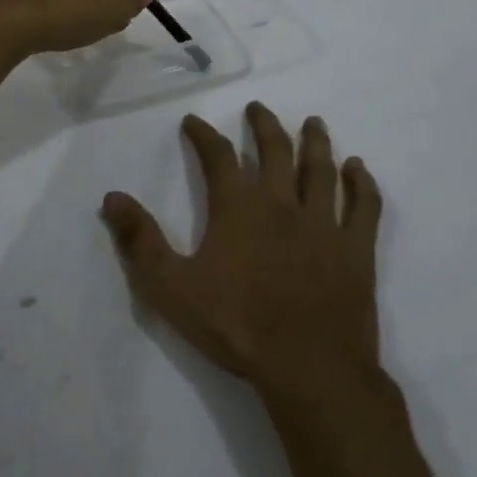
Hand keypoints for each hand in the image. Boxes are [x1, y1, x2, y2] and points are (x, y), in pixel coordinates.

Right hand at [100, 103, 383, 401]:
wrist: (308, 369)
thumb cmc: (236, 326)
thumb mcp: (171, 288)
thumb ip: (140, 240)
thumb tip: (112, 197)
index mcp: (239, 207)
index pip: (218, 156)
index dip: (203, 135)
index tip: (193, 121)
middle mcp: (282, 203)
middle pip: (275, 150)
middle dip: (264, 125)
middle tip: (257, 108)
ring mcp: (324, 224)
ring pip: (321, 169)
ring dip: (316, 142)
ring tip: (313, 123)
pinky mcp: (356, 249)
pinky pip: (364, 207)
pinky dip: (362, 184)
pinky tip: (360, 169)